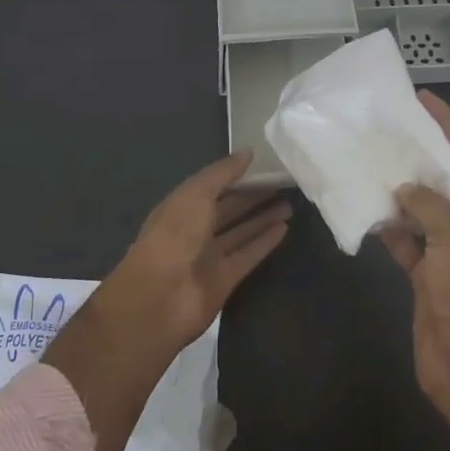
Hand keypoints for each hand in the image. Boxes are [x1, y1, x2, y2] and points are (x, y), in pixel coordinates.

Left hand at [99, 149, 291, 353]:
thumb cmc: (174, 236)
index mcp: (181, 207)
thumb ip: (222, 173)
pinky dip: (265, 243)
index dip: (236, 176)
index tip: (264, 165)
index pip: (212, 187)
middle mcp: (194, 230)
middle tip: (283, 184)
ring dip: (262, 218)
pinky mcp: (225, 279)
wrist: (159, 298)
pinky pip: (248, 255)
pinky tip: (284, 229)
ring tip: (289, 204)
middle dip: (253, 197)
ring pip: (240, 232)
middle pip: (228, 210)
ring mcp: (209, 256)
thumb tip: (249, 152)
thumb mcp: (195, 194)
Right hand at [380, 93, 449, 444]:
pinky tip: (366, 206)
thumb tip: (404, 190)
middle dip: (423, 154)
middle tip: (392, 126)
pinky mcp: (428, 273)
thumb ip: (429, 205)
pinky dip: (389, 225)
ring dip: (401, 189)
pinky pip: (407, 238)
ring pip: (424, 207)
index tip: (425, 99)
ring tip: (373, 158)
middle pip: (449, 179)